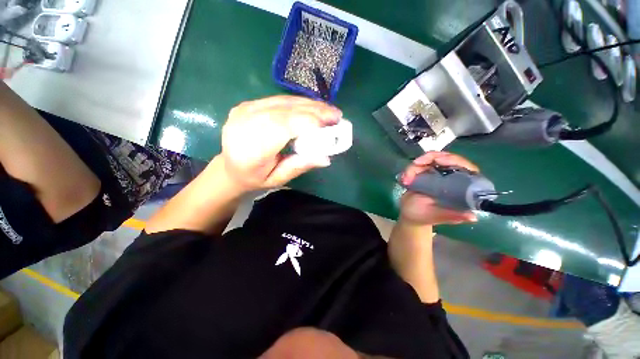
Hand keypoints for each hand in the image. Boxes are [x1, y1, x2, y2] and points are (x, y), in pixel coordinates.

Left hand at [220, 95, 341, 190]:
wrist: (230, 167)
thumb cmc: (254, 177)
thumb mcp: (278, 179)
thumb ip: (299, 166)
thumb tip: (325, 158)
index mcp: (251, 149)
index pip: (282, 127)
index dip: (308, 122)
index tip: (331, 124)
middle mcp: (245, 124)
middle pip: (285, 111)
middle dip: (314, 111)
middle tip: (336, 115)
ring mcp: (245, 110)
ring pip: (283, 101)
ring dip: (309, 105)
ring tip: (328, 111)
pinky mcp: (248, 104)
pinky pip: (278, 100)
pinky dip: (298, 103)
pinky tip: (311, 108)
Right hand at [398, 152, 478, 225]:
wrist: (408, 213)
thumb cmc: (423, 216)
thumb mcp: (435, 216)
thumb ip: (450, 215)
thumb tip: (473, 217)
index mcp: (461, 188)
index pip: (466, 168)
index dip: (455, 161)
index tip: (439, 161)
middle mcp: (453, 177)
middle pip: (448, 158)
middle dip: (430, 158)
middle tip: (416, 164)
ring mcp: (439, 173)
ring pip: (431, 158)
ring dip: (415, 166)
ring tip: (406, 179)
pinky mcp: (427, 171)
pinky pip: (421, 163)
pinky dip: (411, 168)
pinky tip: (404, 178)